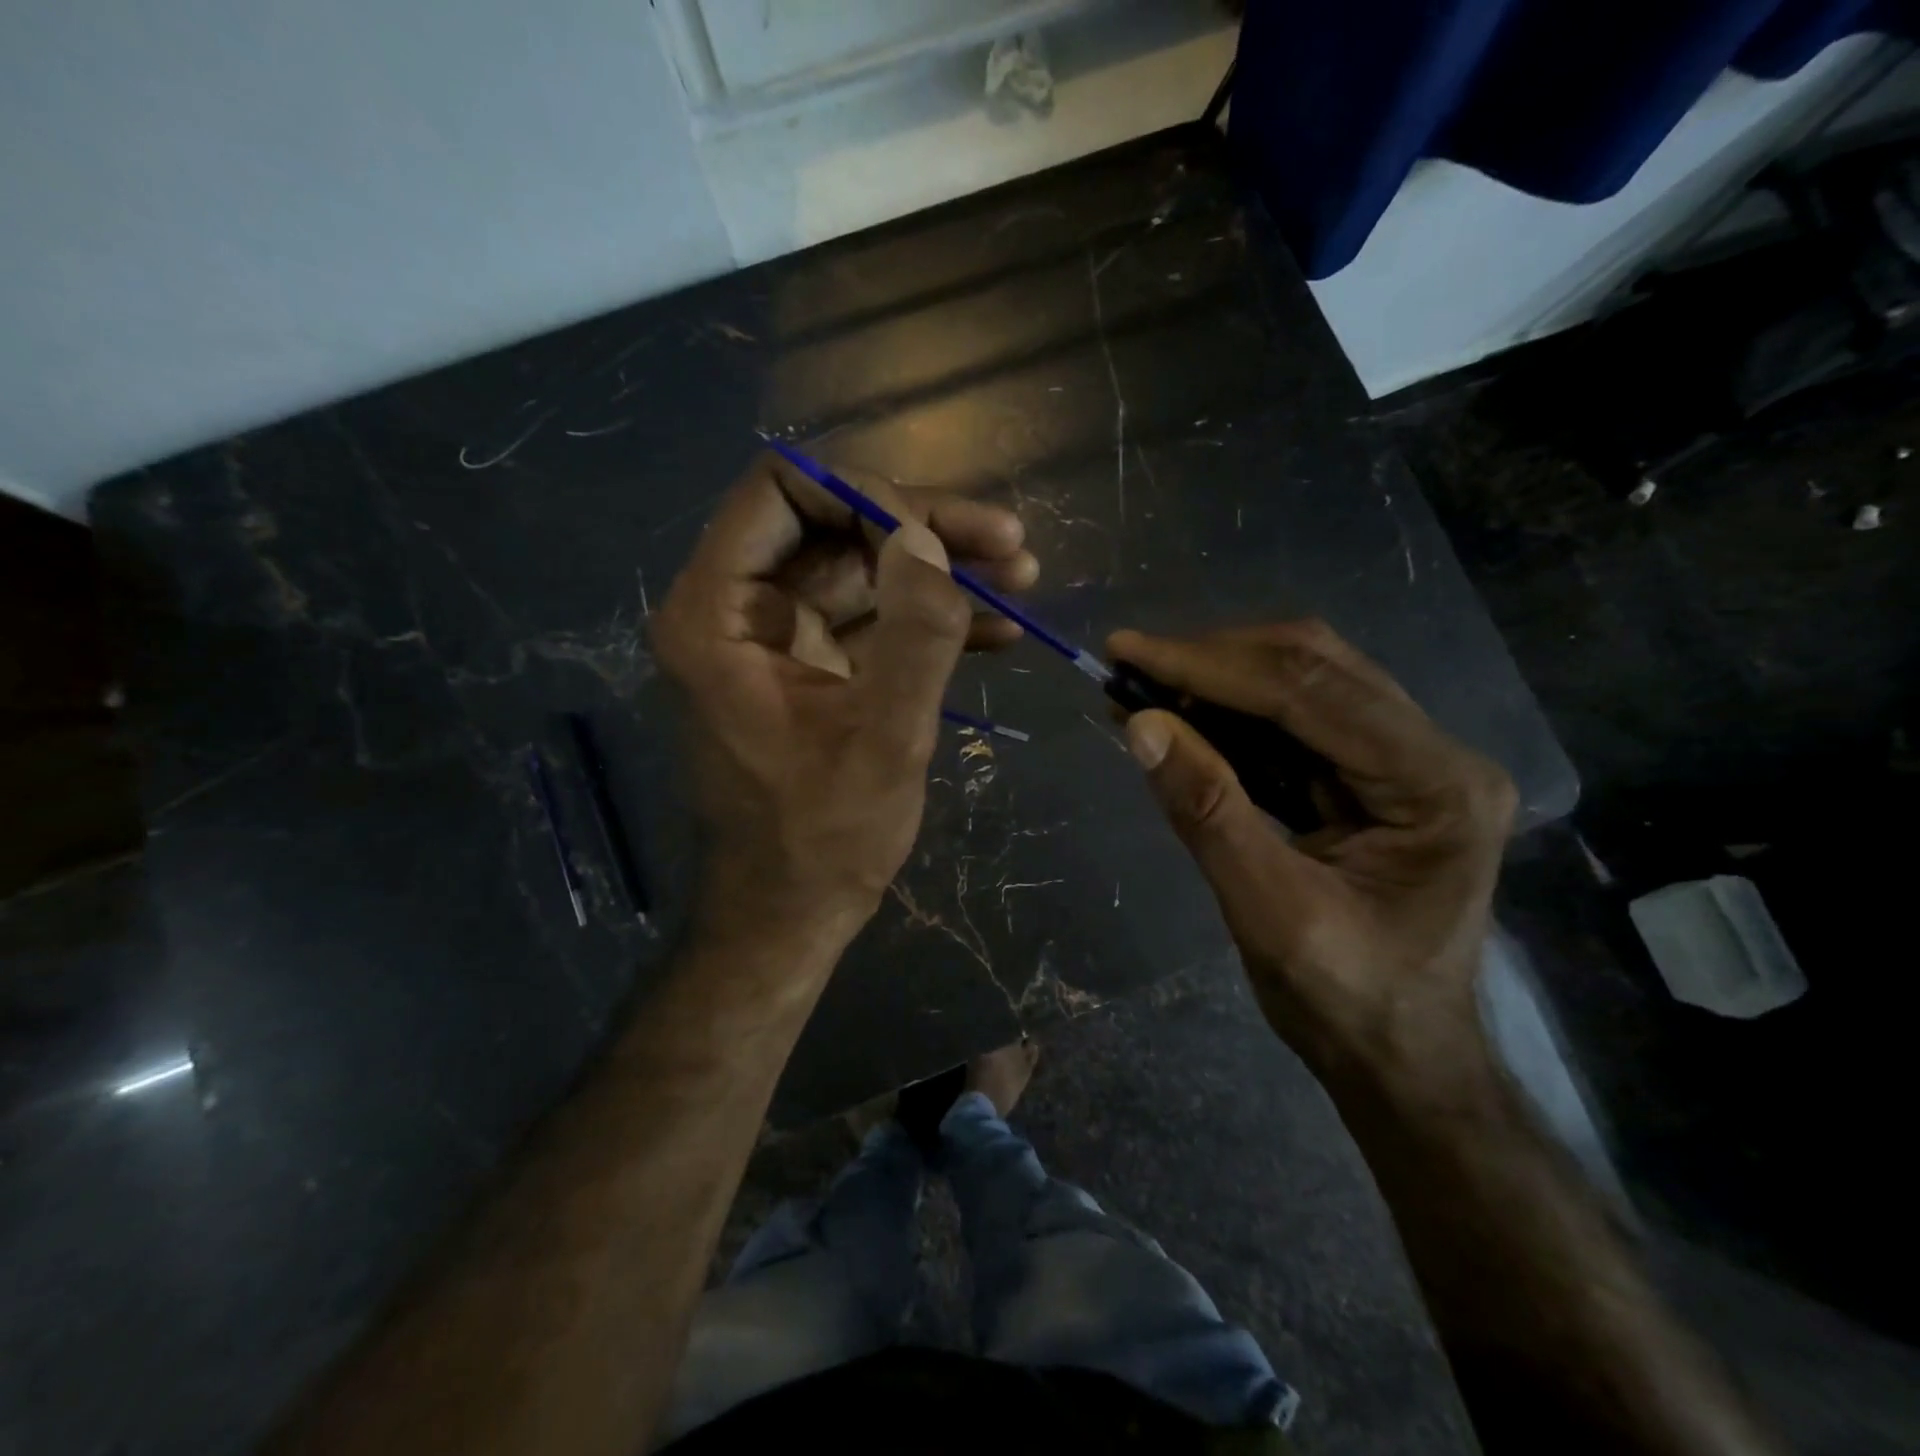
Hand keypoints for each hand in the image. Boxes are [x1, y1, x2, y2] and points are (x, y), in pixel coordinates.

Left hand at [656, 452, 1037, 953]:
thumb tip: (930, 539)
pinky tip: (1000, 633)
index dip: (866, 492)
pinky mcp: (815, 671)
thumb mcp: (884, 738)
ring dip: (940, 573)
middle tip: (1010, 544)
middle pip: (833, 526)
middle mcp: (739, 611)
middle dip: (924, 530)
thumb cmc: (821, 840)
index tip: (941, 532)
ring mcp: (779, 641)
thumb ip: (915, 633)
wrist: (791, 917)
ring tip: (1022, 578)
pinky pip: (872, 622)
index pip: (781, 491)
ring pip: (862, 570)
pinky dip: (930, 621)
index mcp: (720, 613)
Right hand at [1108, 621, 1515, 1091]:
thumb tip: (1140, 724)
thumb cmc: (1347, 1004)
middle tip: (1129, 663)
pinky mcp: (1374, 776)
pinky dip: (1230, 715)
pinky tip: (1179, 718)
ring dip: (1217, 681)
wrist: (1400, 1061)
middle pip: (1314, 668)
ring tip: (1141, 686)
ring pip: (1304, 683)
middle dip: (1212, 660)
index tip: (1127, 651)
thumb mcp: (1269, 914)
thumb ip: (1208, 812)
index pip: (1309, 693)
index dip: (1208, 665)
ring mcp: (1408, 761)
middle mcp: (1434, 754)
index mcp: (1434, 786)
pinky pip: (1296, 722)